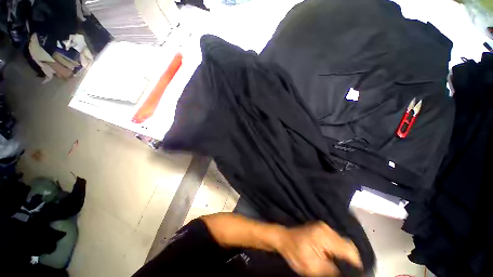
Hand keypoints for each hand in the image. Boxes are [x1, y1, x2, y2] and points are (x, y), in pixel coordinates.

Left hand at [276, 221, 361, 276]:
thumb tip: (347, 274)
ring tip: (342, 266)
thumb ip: (333, 271)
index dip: (356, 264)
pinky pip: (336, 239)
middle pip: (348, 245)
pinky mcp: (321, 228)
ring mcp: (323, 226)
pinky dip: (339, 249)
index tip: (357, 275)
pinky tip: (335, 257)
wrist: (283, 239)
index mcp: (325, 236)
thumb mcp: (313, 268)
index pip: (349, 250)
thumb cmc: (295, 253)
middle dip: (351, 259)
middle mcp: (326, 228)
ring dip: (345, 254)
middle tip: (349, 272)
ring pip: (343, 242)